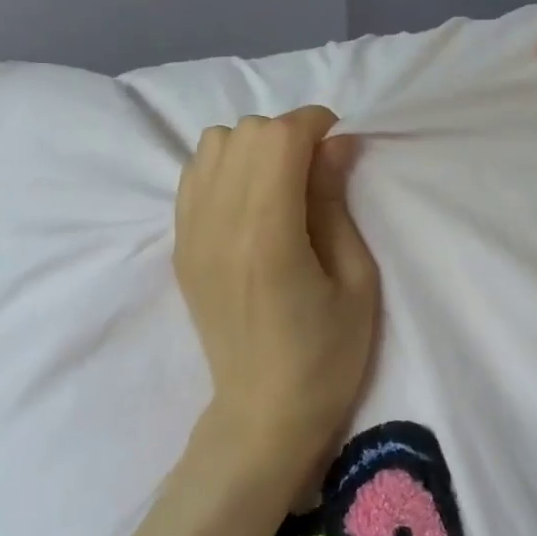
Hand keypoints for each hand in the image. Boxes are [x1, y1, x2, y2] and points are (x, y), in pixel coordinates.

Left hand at [174, 107, 380, 465]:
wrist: (264, 411)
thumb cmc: (327, 354)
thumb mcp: (356, 278)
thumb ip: (336, 202)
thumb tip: (335, 143)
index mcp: (268, 236)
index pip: (278, 137)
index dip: (314, 124)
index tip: (339, 144)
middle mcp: (219, 225)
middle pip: (245, 133)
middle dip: (288, 134)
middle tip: (317, 168)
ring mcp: (191, 234)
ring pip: (213, 144)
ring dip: (253, 146)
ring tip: (282, 181)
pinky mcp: (180, 246)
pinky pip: (194, 174)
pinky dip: (225, 166)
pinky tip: (251, 198)